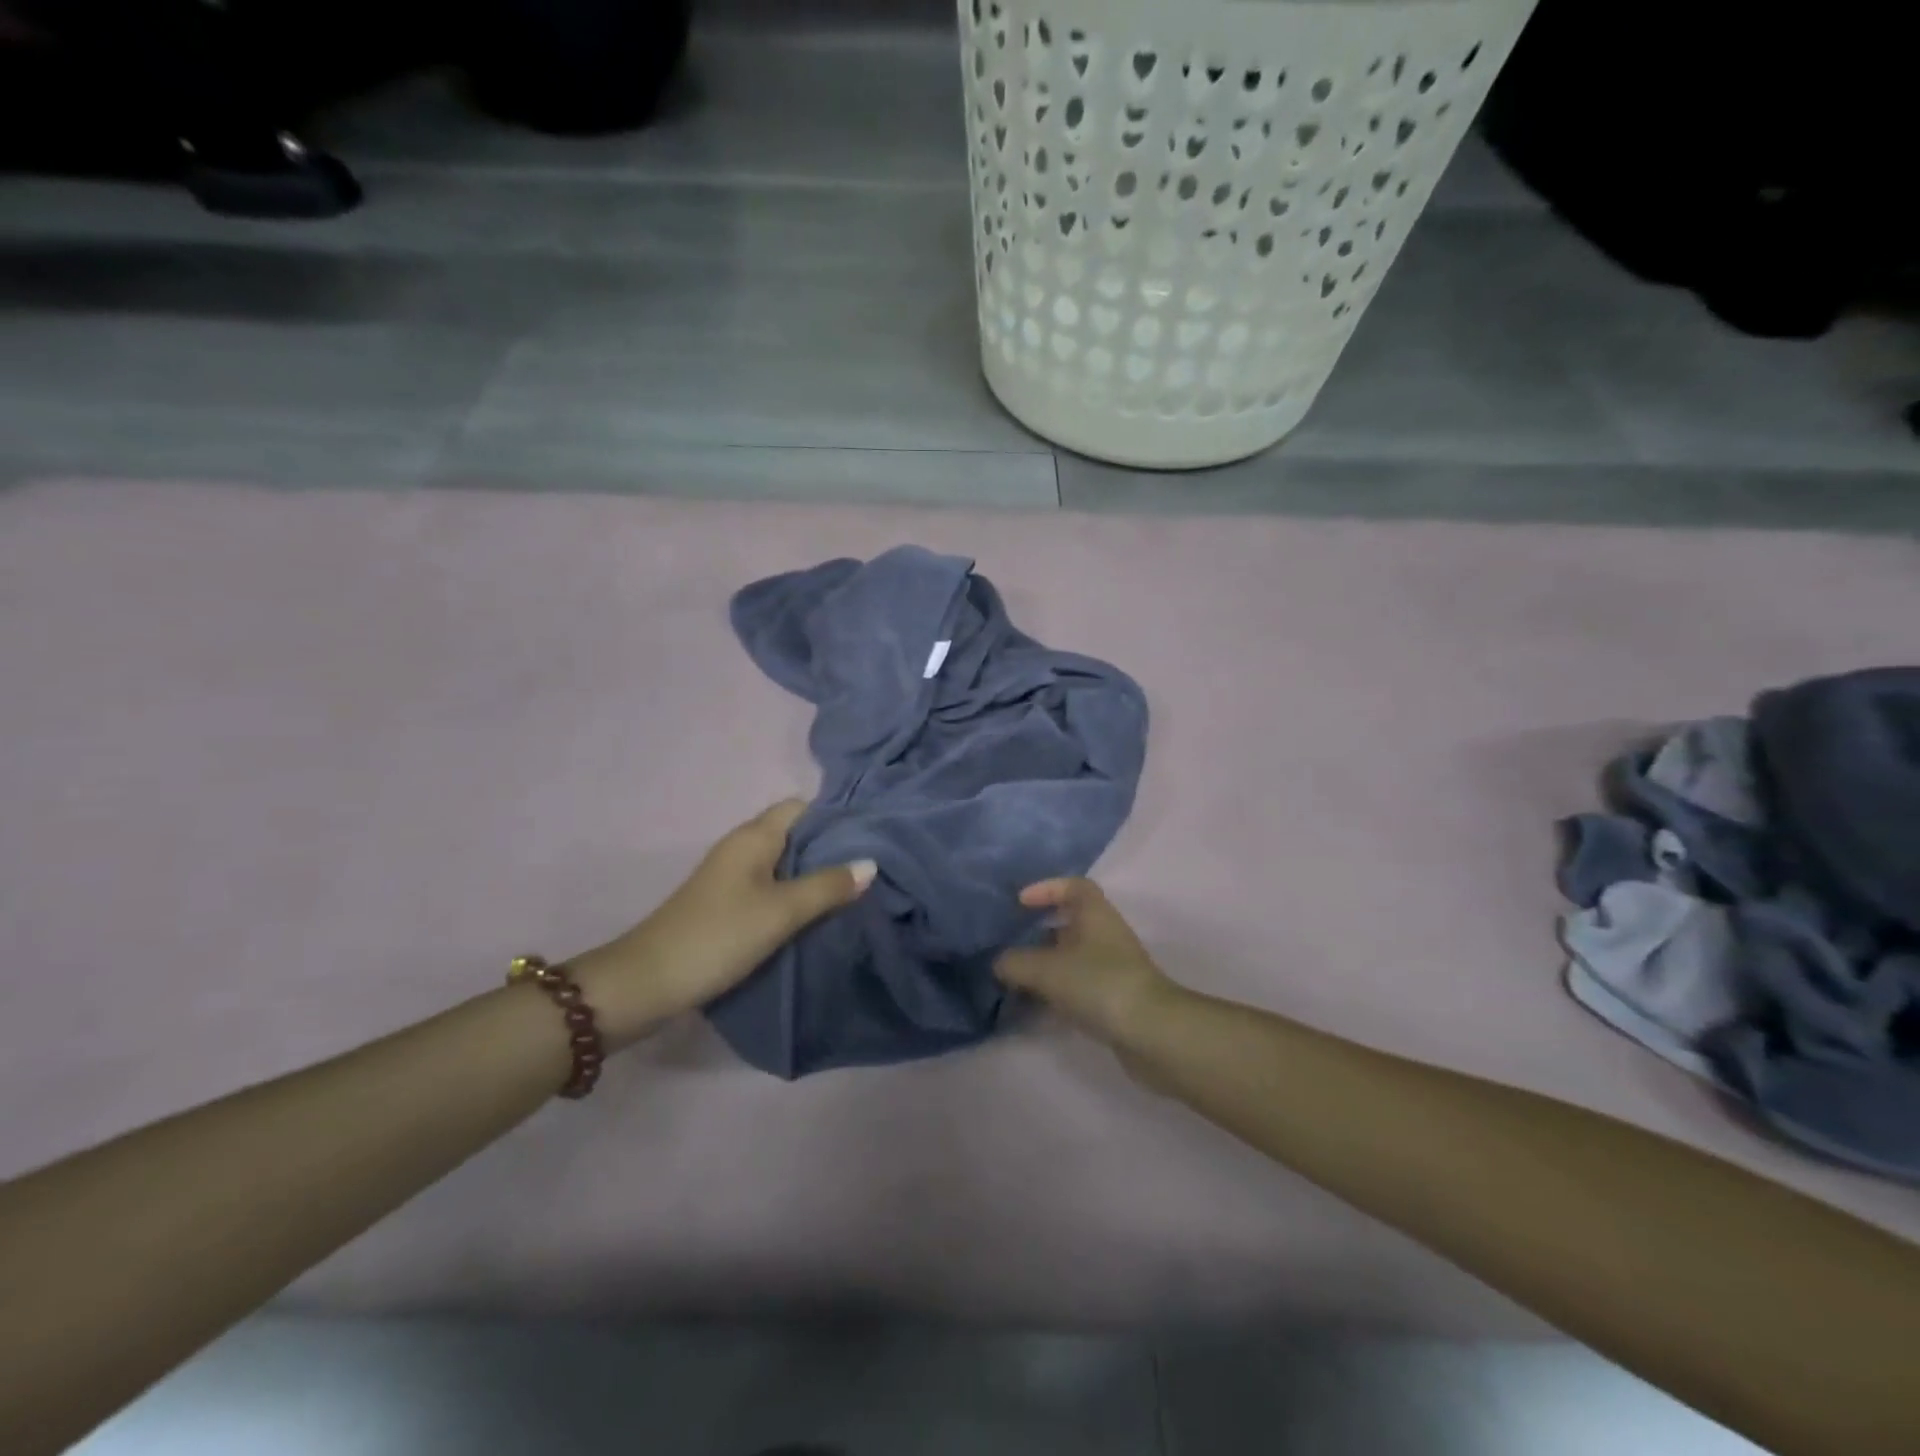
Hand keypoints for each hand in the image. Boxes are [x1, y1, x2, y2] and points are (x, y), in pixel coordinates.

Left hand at [573, 799, 874, 1048]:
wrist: (648, 983)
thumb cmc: (718, 936)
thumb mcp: (781, 912)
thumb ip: (827, 887)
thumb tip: (871, 864)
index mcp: (753, 837)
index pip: (802, 807)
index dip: (836, 816)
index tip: (873, 833)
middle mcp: (742, 848)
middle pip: (796, 834)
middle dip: (832, 847)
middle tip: (872, 866)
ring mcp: (732, 877)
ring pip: (785, 863)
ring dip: (815, 873)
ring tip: (855, 889)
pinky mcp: (727, 904)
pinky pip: (772, 886)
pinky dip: (796, 894)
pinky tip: (819, 912)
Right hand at [994, 878, 1178, 1045]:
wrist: (1152, 1033)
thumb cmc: (1099, 984)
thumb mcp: (1047, 969)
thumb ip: (1015, 962)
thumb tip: (999, 963)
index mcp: (1095, 914)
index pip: (1074, 886)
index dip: (1047, 888)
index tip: (1020, 902)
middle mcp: (1105, 936)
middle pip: (1069, 924)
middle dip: (1038, 933)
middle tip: (1008, 944)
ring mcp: (1111, 969)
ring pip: (1071, 958)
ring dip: (1044, 966)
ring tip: (1013, 978)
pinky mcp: (1112, 1000)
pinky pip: (1076, 987)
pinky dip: (1055, 993)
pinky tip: (1033, 1007)